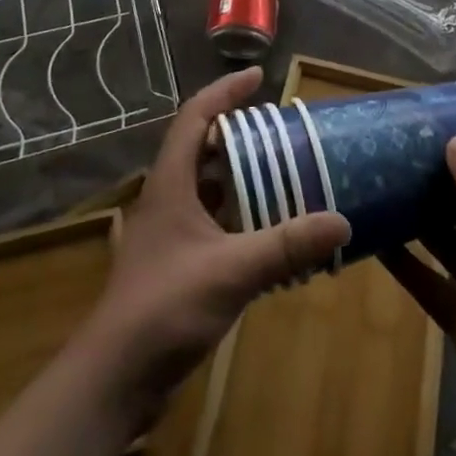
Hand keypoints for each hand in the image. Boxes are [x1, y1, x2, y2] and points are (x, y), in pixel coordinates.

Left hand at [82, 67, 350, 419]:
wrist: (115, 378)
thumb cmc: (165, 307)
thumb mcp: (233, 271)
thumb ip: (286, 245)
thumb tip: (341, 220)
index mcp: (169, 184)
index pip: (194, 117)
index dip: (224, 92)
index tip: (258, 77)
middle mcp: (164, 199)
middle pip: (198, 149)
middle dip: (236, 134)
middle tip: (277, 131)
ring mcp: (164, 234)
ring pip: (202, 188)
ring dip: (235, 177)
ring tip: (277, 174)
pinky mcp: (170, 265)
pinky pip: (206, 222)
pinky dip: (233, 215)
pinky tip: (259, 231)